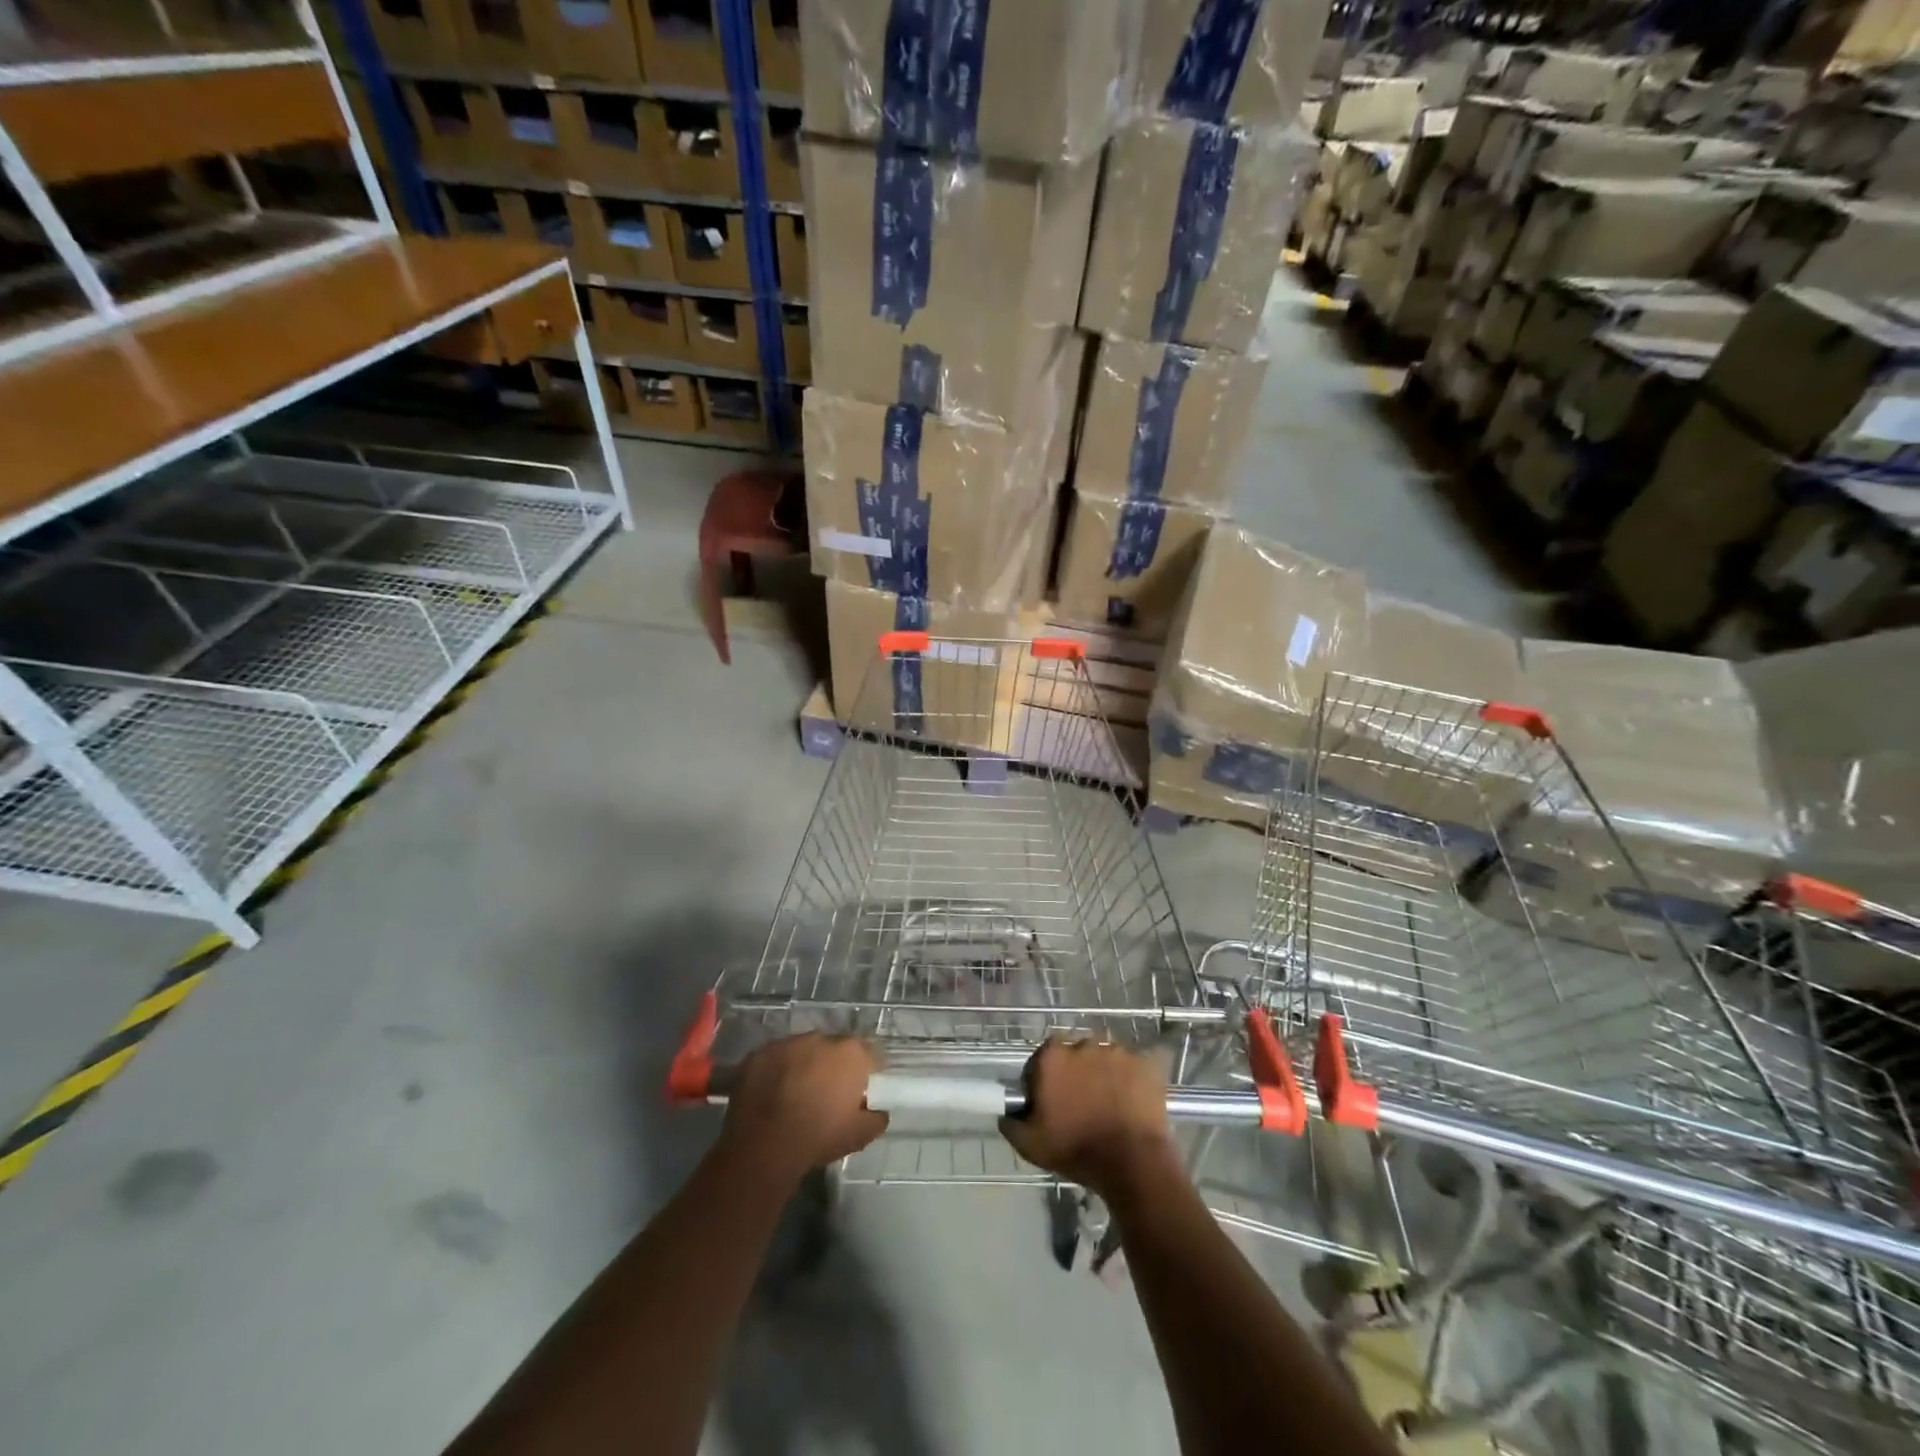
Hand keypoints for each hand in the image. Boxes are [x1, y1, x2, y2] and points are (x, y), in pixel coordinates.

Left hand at [719, 1034, 887, 1182]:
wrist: (763, 1146)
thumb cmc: (819, 1137)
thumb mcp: (860, 1135)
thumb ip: (876, 1117)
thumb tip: (878, 1110)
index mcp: (850, 1053)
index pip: (869, 1054)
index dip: (867, 1071)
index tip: (862, 1089)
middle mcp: (820, 1038)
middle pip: (834, 1049)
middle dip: (833, 1066)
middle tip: (827, 1094)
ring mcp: (787, 1043)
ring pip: (802, 1051)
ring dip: (804, 1066)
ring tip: (796, 1094)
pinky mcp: (759, 1053)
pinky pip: (774, 1059)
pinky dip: (776, 1072)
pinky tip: (771, 1095)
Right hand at [999, 1037, 1176, 1201]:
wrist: (1132, 1163)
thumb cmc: (1076, 1150)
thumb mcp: (1031, 1145)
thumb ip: (1011, 1123)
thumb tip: (1007, 1113)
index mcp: (1052, 1057)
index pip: (1042, 1057)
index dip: (1044, 1077)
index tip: (1049, 1099)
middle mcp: (1083, 1043)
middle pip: (1075, 1053)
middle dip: (1076, 1072)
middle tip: (1080, 1102)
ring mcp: (1116, 1051)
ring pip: (1104, 1058)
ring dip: (1103, 1073)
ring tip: (1109, 1104)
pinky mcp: (1144, 1063)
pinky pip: (1133, 1066)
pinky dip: (1131, 1079)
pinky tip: (1131, 1102)